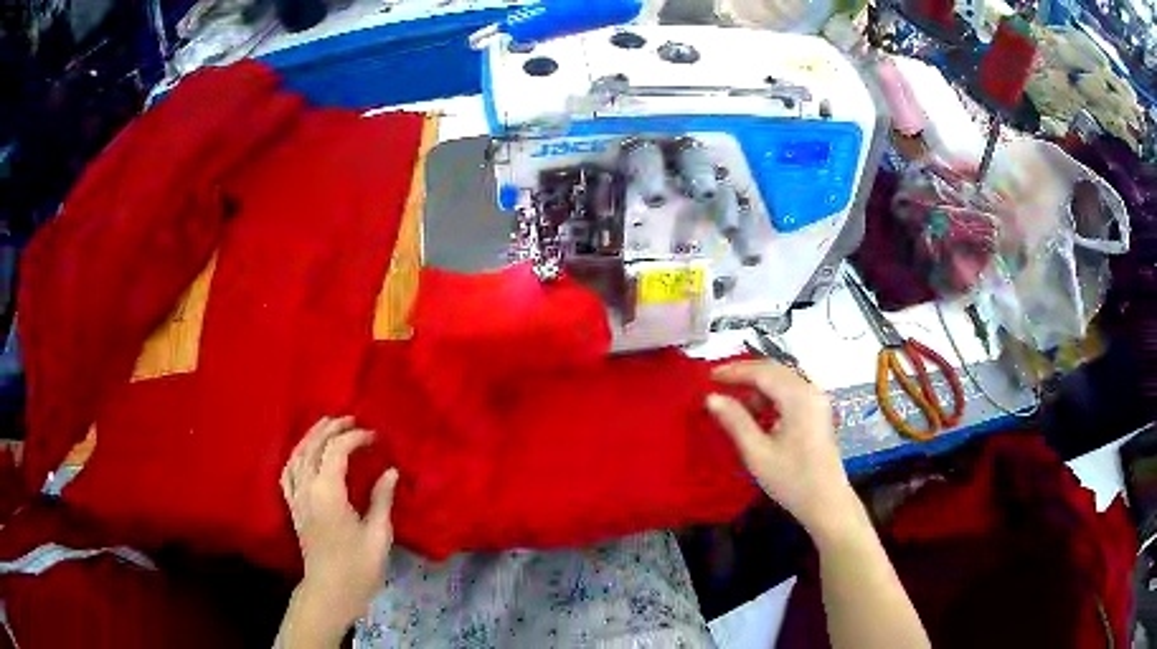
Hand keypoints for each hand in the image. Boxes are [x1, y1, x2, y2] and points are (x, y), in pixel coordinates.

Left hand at [280, 416, 398, 638]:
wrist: (330, 592)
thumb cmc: (358, 567)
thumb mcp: (378, 535)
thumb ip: (381, 499)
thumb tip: (390, 472)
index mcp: (328, 492)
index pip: (337, 451)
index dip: (355, 438)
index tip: (375, 437)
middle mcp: (307, 488)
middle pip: (313, 446)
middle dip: (331, 428)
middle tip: (351, 419)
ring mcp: (296, 498)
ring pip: (297, 455)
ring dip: (312, 436)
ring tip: (327, 426)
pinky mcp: (293, 508)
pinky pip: (287, 473)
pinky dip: (295, 456)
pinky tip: (303, 454)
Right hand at [707, 361, 857, 540]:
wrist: (826, 502)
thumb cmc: (791, 479)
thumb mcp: (757, 453)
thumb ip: (735, 421)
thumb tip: (711, 397)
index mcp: (798, 397)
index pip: (762, 372)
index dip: (734, 371)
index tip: (708, 376)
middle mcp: (810, 391)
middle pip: (774, 370)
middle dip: (745, 374)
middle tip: (717, 382)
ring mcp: (816, 400)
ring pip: (782, 380)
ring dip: (757, 386)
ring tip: (732, 400)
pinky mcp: (817, 412)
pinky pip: (790, 392)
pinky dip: (770, 396)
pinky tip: (756, 412)